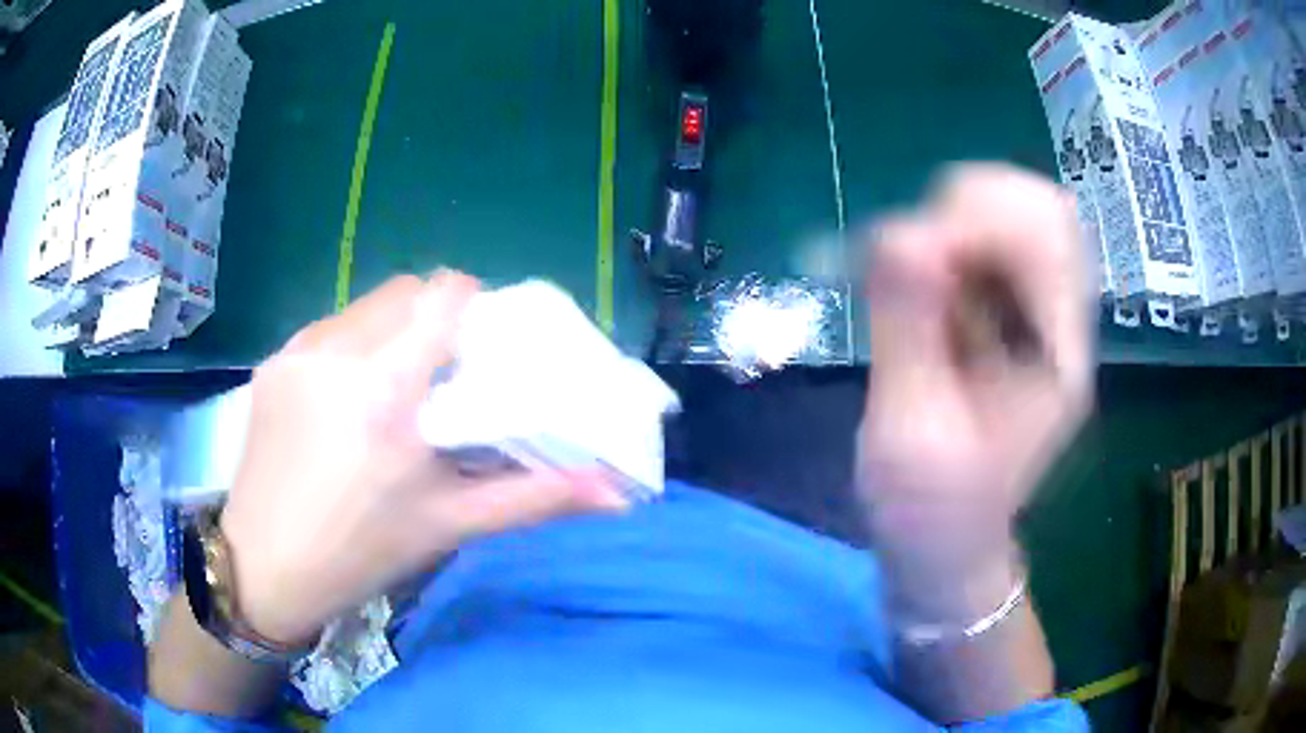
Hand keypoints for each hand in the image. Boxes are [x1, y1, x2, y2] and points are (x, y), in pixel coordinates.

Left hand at [219, 272, 630, 646]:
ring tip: (400, 385)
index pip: (444, 293)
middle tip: (449, 372)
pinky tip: (352, 397)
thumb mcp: (449, 524)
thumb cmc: (361, 552)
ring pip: (368, 304)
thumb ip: (535, 499)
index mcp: (384, 386)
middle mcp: (337, 349)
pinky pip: (333, 326)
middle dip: (438, 318)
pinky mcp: (275, 358)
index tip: (485, 347)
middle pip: (409, 289)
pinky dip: (358, 343)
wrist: (265, 566)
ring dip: (396, 327)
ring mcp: (298, 348)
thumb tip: (619, 496)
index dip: (476, 306)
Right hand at [858, 165, 1093, 614]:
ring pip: (1014, 214)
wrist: (946, 545)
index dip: (974, 220)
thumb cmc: (929, 511)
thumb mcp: (909, 434)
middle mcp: (1062, 323)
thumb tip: (897, 230)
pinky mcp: (1009, 315)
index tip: (902, 255)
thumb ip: (907, 331)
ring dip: (952, 221)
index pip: (1048, 235)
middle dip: (967, 209)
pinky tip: (916, 286)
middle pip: (1041, 207)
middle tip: (911, 258)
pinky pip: (986, 242)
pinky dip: (942, 240)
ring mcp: (1039, 315)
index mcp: (1058, 358)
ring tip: (909, 273)